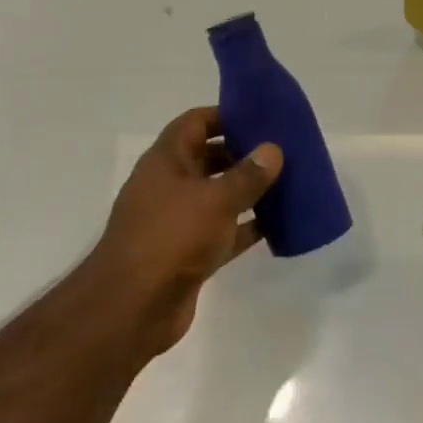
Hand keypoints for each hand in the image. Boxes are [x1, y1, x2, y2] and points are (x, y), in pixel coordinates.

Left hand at [93, 107, 282, 355]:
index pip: (195, 123)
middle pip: (208, 158)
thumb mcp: (216, 199)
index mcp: (166, 161)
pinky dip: (246, 227)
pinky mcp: (189, 254)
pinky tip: (278, 224)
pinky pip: (223, 232)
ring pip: (218, 196)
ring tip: (288, 183)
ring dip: (248, 191)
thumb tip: (272, 150)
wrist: (134, 307)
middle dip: (242, 154)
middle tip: (282, 151)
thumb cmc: (172, 238)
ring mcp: (178, 222)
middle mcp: (169, 186)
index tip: (261, 116)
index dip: (225, 115)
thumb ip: (248, 174)